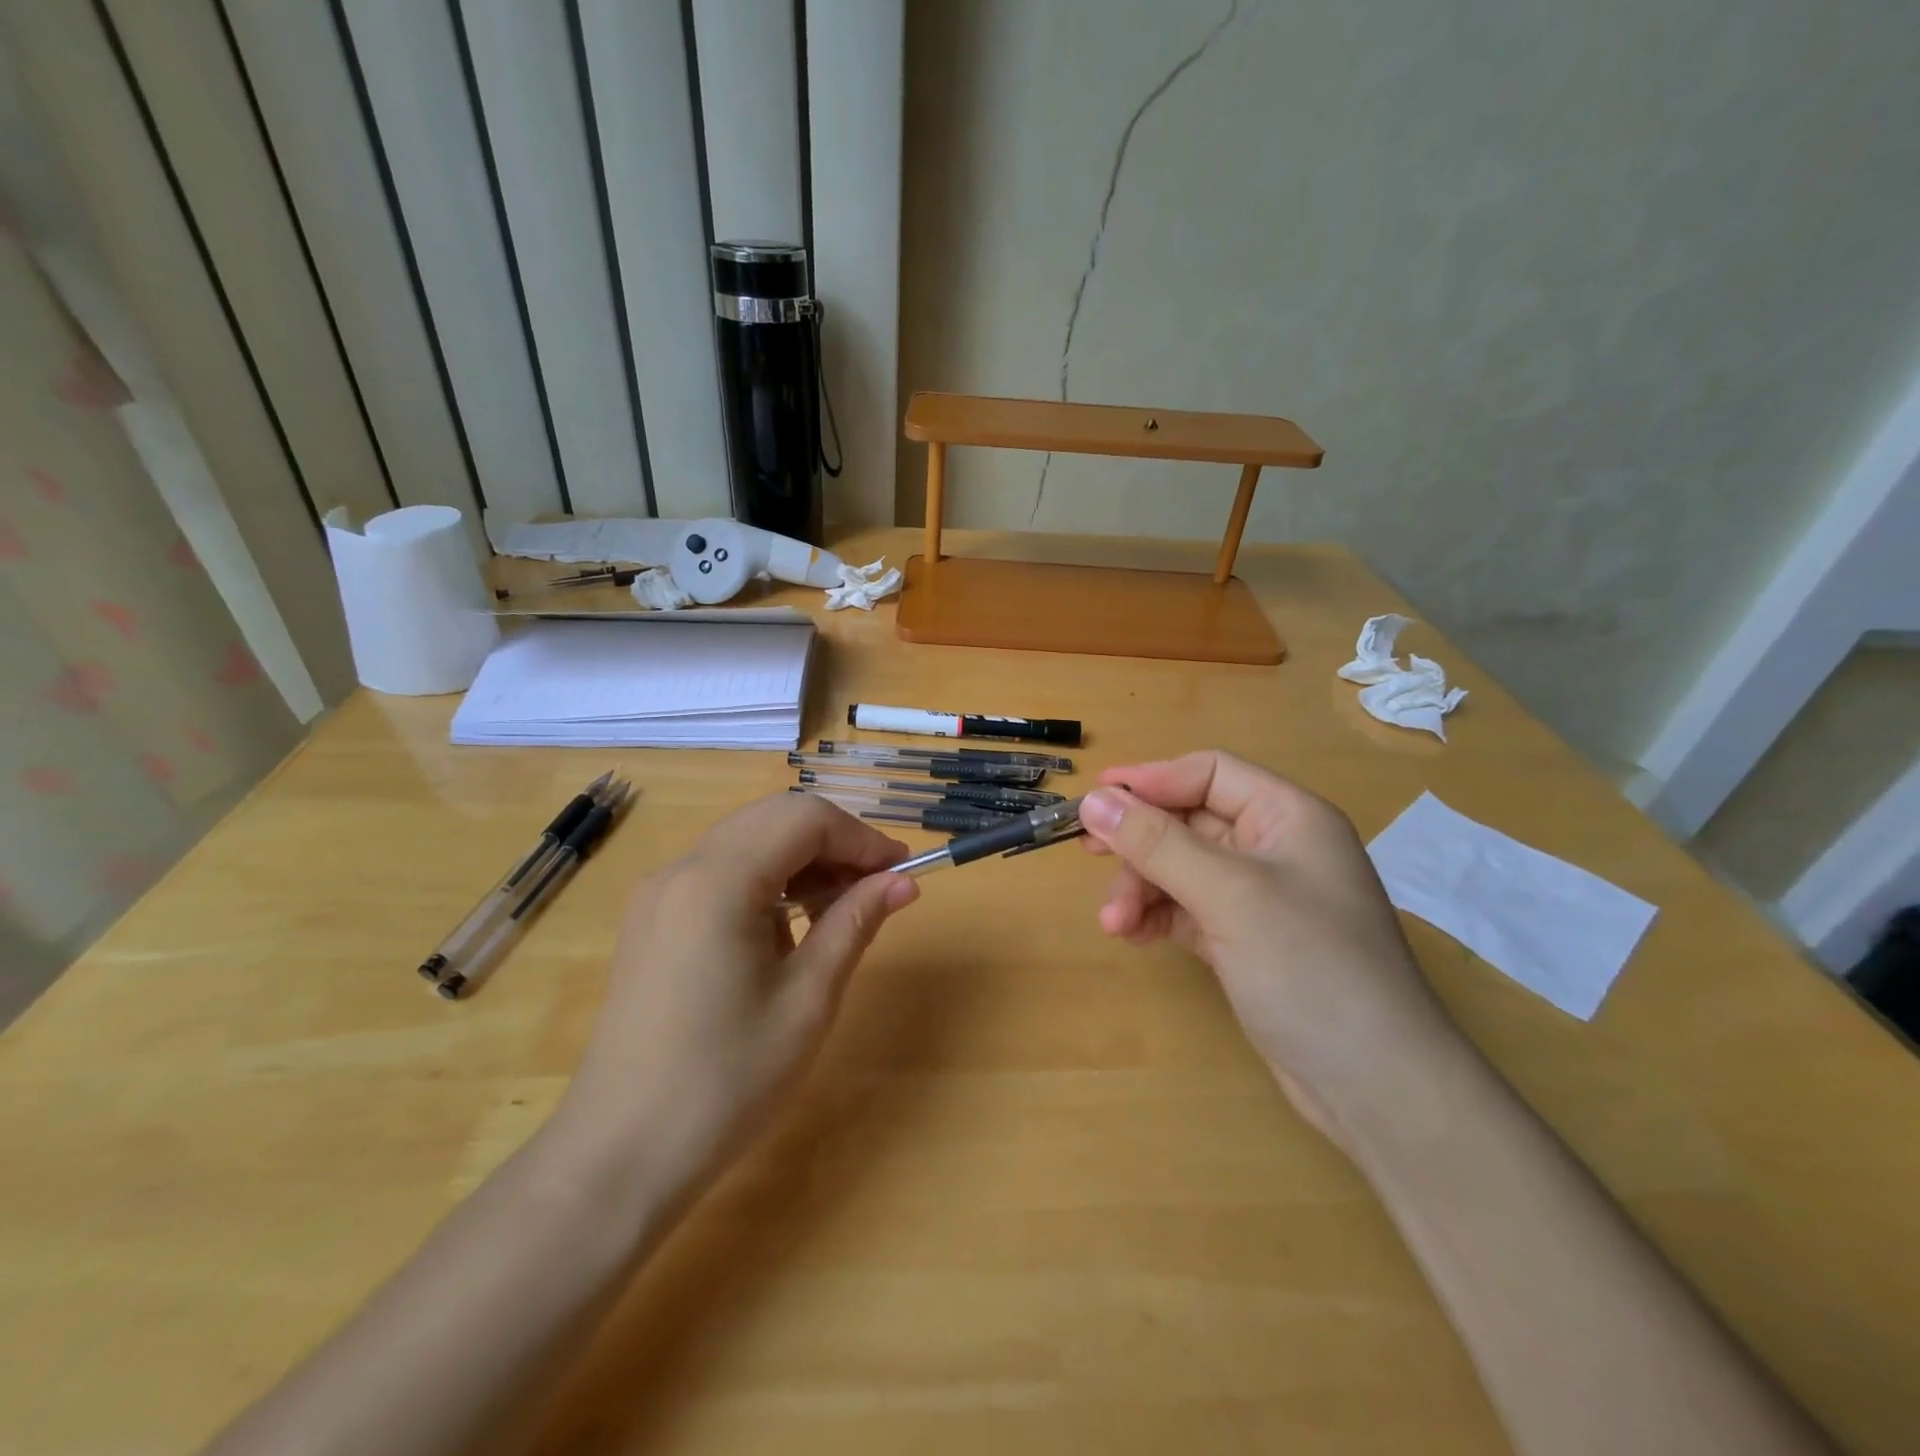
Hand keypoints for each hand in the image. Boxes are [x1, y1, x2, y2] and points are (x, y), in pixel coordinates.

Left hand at [559, 794, 917, 1188]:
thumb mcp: (807, 999)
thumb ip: (855, 923)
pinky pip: (722, 870)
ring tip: (840, 909)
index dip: (861, 838)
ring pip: (748, 839)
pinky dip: (768, 879)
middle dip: (834, 841)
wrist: (621, 1155)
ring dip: (802, 859)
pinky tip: (790, 927)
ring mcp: (661, 892)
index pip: (805, 819)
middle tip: (876, 887)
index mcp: (718, 880)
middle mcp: (682, 868)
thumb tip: (903, 881)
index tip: (900, 872)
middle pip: (774, 817)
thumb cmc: (726, 1080)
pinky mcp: (653, 918)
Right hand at [1078, 752, 1464, 1144]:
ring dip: (1142, 889)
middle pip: (1188, 822)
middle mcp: (1273, 848)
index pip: (1209, 774)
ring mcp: (1258, 897)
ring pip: (1180, 869)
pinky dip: (1157, 917)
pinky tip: (1131, 935)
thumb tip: (1092, 800)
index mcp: (1288, 816)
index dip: (1151, 780)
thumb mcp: (1229, 895)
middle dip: (1140, 842)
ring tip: (1114, 923)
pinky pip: (1186, 909)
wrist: (1374, 1086)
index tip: (1095, 797)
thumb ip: (1157, 844)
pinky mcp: (1244, 940)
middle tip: (1088, 853)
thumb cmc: (1310, 967)